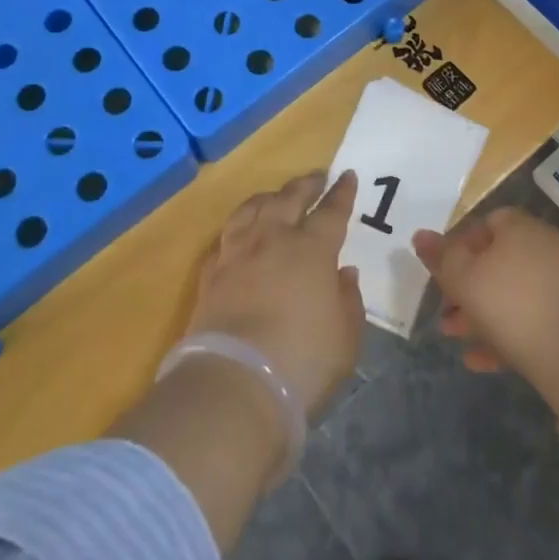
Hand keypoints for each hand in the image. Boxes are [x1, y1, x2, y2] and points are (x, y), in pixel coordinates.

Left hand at [188, 169, 363, 417]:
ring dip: (269, 197)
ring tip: (276, 196)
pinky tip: (240, 232)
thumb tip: (343, 272)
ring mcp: (237, 253)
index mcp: (311, 249)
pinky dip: (239, 227)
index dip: (341, 192)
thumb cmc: (302, 361)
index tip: (347, 175)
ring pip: (252, 208)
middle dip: (306, 184)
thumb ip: (348, 299)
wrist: (234, 384)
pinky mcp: (210, 273)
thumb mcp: (346, 337)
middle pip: (289, 198)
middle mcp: (273, 239)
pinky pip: (226, 236)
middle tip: (316, 176)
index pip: (331, 211)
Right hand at [413, 208, 558, 381]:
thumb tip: (421, 235)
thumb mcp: (465, 279)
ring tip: (456, 339)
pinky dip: (508, 336)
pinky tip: (482, 362)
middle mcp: (546, 248)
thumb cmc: (514, 305)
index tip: (443, 272)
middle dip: (468, 287)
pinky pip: (534, 320)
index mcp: (520, 228)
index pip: (487, 222)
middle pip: (499, 261)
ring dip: (483, 315)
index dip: (461, 244)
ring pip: (514, 294)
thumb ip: (441, 258)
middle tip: (445, 312)